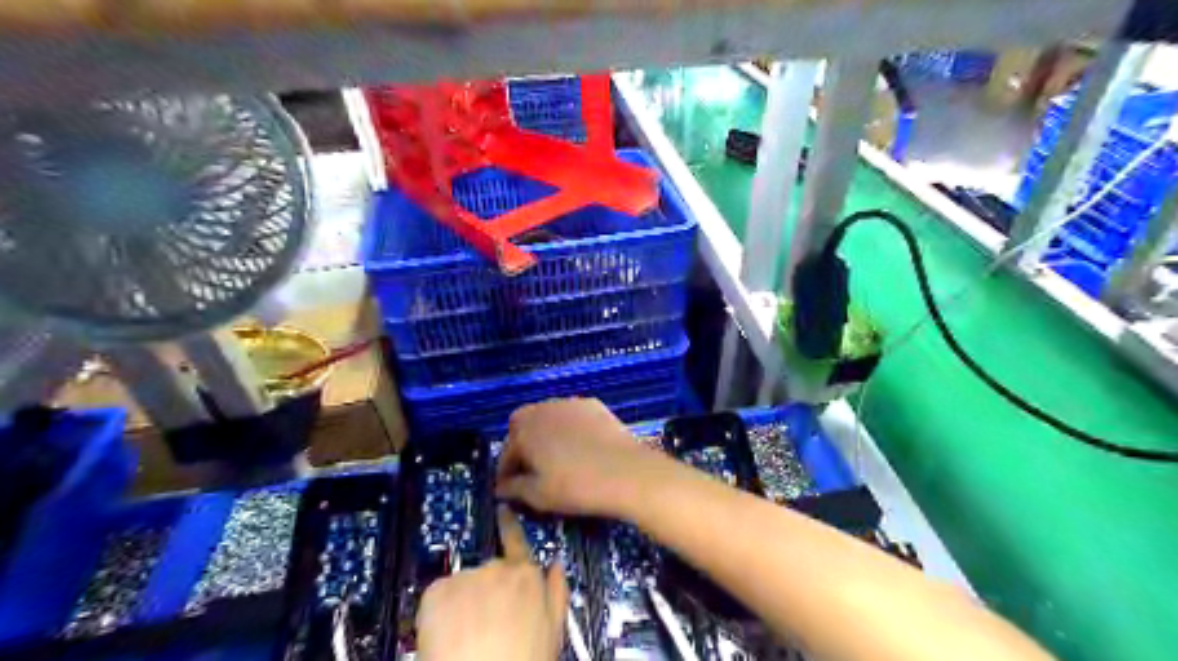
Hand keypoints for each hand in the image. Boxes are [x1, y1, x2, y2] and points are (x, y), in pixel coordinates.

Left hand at [416, 506, 568, 660]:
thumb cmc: (525, 659)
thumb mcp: (554, 630)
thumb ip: (556, 591)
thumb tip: (556, 564)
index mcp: (527, 575)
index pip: (518, 542)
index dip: (510, 525)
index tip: (502, 510)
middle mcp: (496, 568)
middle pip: (490, 571)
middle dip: (487, 589)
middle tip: (486, 621)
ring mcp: (465, 576)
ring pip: (464, 584)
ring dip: (464, 601)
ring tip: (466, 634)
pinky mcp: (437, 590)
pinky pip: (440, 595)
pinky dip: (441, 611)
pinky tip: (448, 634)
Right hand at [492, 397, 670, 520]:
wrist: (625, 472)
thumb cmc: (574, 486)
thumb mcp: (538, 495)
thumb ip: (514, 489)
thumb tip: (501, 488)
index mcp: (524, 430)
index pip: (506, 452)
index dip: (506, 472)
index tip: (509, 488)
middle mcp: (543, 409)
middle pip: (524, 424)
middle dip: (523, 444)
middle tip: (531, 468)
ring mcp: (570, 403)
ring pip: (549, 416)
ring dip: (546, 433)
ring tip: (556, 457)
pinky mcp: (594, 405)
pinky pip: (573, 415)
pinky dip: (570, 427)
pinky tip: (580, 446)